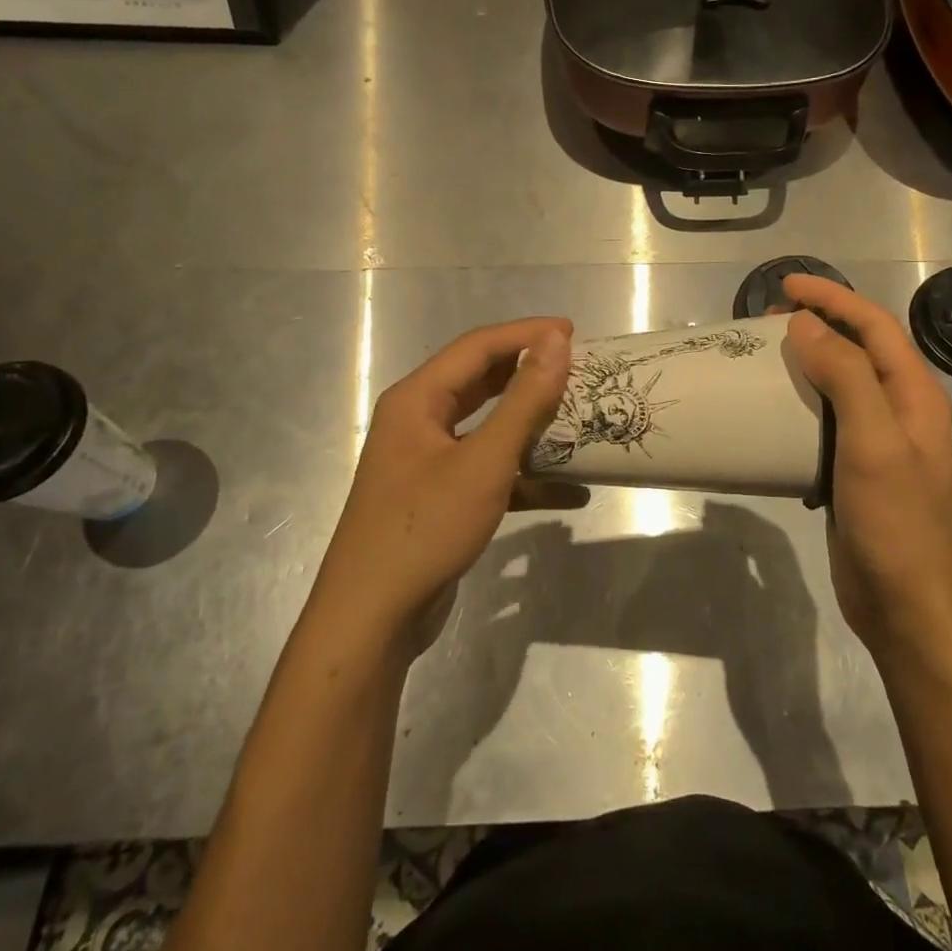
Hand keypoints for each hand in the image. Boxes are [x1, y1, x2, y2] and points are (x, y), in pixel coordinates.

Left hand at [311, 317, 571, 657]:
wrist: (373, 619)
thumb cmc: (425, 528)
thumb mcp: (483, 462)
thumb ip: (524, 401)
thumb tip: (557, 343)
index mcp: (417, 400)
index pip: (477, 347)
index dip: (526, 334)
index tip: (573, 331)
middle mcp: (419, 421)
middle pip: (481, 382)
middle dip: (529, 373)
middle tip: (578, 369)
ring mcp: (428, 461)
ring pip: (488, 426)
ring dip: (532, 424)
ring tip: (578, 418)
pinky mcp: (441, 496)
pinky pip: (489, 469)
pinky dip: (526, 474)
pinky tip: (570, 490)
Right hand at [782, 274, 951, 655]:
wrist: (909, 608)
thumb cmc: (897, 523)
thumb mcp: (874, 442)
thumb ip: (847, 376)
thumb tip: (806, 324)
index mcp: (915, 395)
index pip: (875, 326)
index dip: (833, 298)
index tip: (786, 287)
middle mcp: (900, 412)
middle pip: (860, 350)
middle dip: (818, 325)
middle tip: (767, 323)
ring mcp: (878, 444)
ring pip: (840, 386)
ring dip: (806, 364)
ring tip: (764, 359)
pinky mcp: (854, 472)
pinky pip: (826, 423)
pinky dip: (799, 406)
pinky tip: (771, 414)